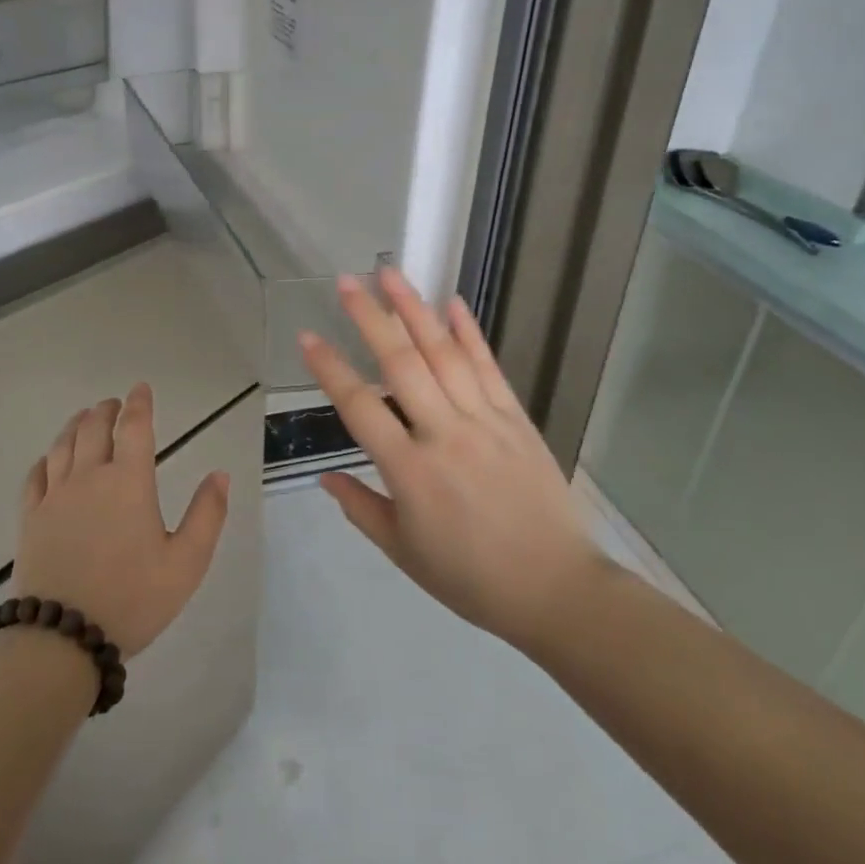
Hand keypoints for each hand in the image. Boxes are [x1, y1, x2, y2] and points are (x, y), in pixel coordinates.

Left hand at [13, 383, 229, 658]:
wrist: (62, 638)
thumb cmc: (132, 598)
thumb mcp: (186, 563)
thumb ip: (207, 515)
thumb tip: (220, 474)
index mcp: (129, 482)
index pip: (135, 428)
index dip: (139, 403)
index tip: (140, 388)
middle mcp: (89, 478)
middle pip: (94, 429)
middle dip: (106, 410)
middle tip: (113, 404)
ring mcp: (55, 497)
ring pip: (63, 446)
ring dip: (76, 425)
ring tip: (84, 418)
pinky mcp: (30, 519)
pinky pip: (35, 476)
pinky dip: (46, 458)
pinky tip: (49, 459)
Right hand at [299, 269, 607, 652]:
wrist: (555, 589)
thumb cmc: (470, 578)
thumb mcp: (403, 552)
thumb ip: (361, 508)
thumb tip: (324, 477)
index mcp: (410, 471)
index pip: (359, 407)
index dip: (330, 368)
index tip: (308, 336)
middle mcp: (444, 434)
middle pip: (401, 364)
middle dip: (370, 318)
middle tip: (347, 281)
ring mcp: (484, 421)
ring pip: (444, 354)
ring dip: (415, 310)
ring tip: (391, 274)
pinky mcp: (516, 418)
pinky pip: (489, 367)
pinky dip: (470, 333)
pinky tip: (453, 303)